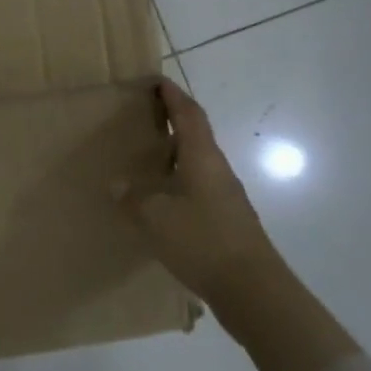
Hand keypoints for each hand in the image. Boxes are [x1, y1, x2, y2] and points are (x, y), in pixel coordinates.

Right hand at [114, 80, 282, 309]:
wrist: (252, 289)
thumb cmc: (203, 240)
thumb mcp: (156, 217)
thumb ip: (134, 198)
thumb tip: (118, 183)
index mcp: (202, 157)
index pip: (189, 114)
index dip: (173, 95)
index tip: (156, 81)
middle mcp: (217, 169)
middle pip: (196, 134)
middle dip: (173, 121)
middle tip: (143, 117)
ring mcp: (225, 196)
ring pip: (197, 162)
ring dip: (175, 153)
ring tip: (146, 156)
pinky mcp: (226, 220)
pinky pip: (198, 187)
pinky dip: (178, 181)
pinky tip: (161, 199)